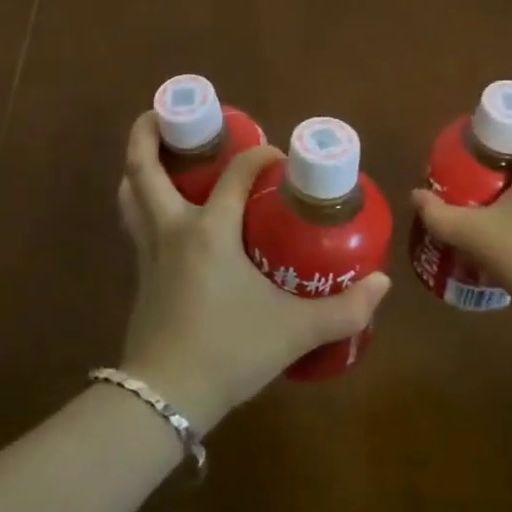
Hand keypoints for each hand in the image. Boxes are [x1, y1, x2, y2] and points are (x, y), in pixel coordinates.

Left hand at [117, 113, 391, 430]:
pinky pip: (135, 223)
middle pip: (145, 167)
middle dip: (149, 131)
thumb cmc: (229, 351)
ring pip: (131, 194)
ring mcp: (149, 252)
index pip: (237, 174)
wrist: (165, 399)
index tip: (279, 158)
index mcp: (210, 231)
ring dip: (137, 165)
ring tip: (156, 151)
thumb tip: (381, 284)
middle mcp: (173, 230)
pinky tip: (161, 210)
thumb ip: (344, 309)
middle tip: (167, 113)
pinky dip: (140, 202)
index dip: (260, 156)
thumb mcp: (294, 331)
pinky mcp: (140, 276)